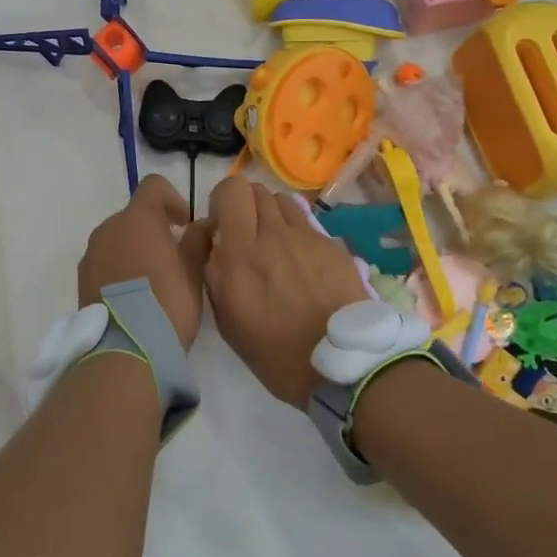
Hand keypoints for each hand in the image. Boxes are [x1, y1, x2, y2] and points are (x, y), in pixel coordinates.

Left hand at [77, 175, 213, 348]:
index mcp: (137, 218)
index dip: (173, 199)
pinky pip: (105, 261)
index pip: (153, 186)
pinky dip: (120, 268)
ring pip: (118, 239)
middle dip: (154, 228)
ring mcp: (91, 253)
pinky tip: (135, 297)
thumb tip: (202, 224)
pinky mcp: (82, 279)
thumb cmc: (167, 303)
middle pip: (134, 215)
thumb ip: (198, 240)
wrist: (125, 350)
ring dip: (136, 249)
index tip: (185, 224)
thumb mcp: (194, 271)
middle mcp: (109, 228)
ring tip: (154, 281)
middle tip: (175, 256)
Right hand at [202, 178, 368, 406]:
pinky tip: (305, 265)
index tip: (223, 225)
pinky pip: (309, 225)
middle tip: (248, 237)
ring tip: (276, 246)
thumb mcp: (228, 320)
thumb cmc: (275, 352)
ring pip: (284, 201)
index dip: (223, 200)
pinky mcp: (334, 246)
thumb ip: (214, 271)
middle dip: (247, 207)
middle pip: (257, 189)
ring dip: (273, 216)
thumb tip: (213, 238)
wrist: (343, 367)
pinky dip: (299, 235)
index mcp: (241, 252)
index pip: (232, 190)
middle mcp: (274, 234)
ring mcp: (308, 237)